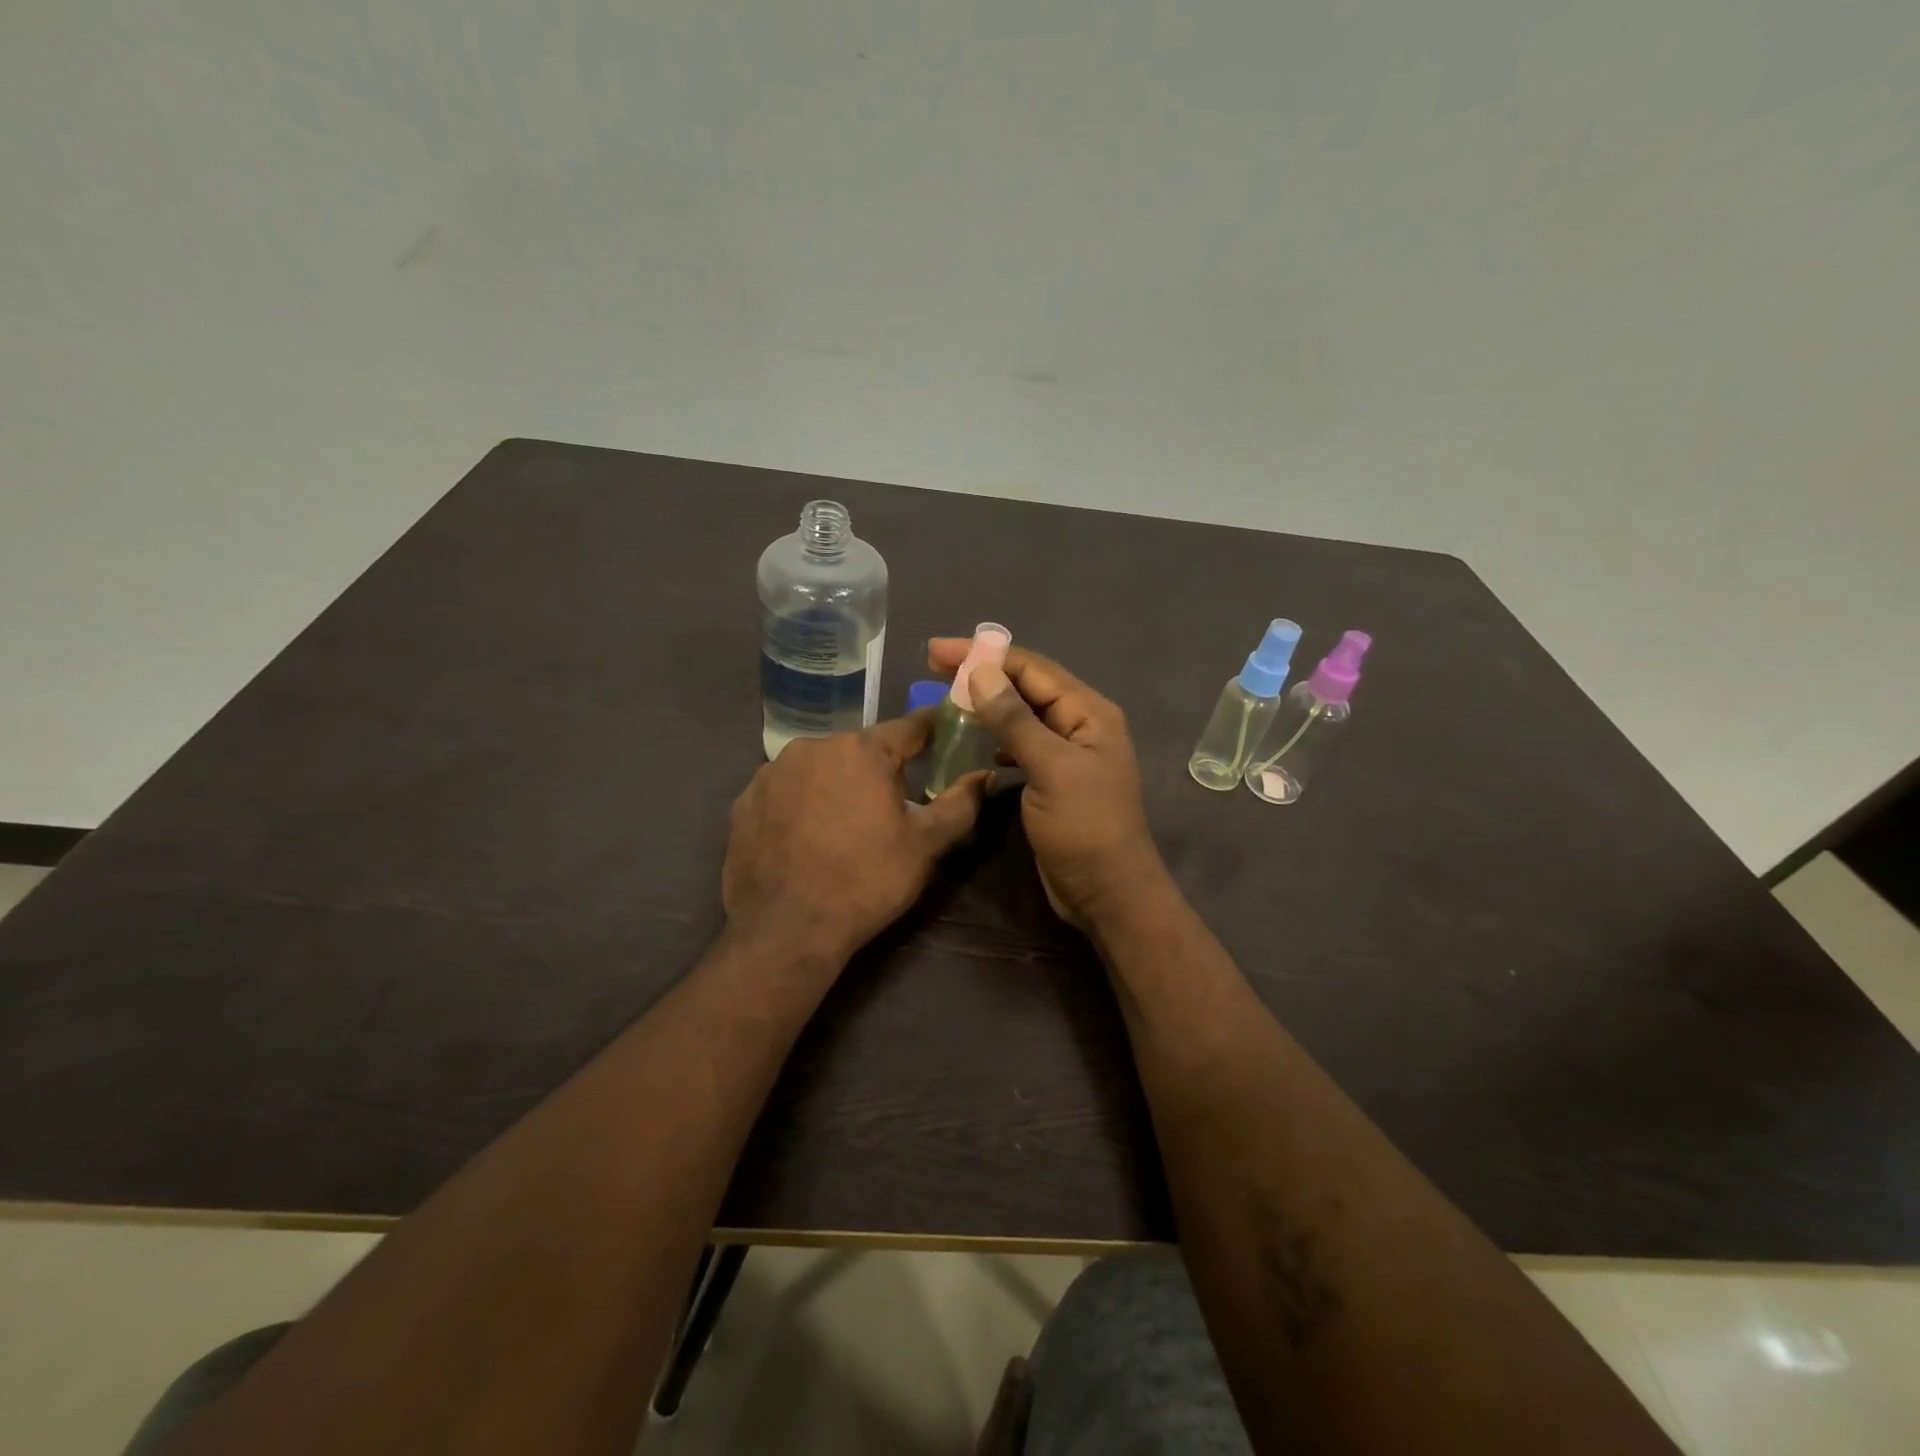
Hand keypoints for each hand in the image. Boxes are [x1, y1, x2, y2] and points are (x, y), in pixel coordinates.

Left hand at [722, 715, 986, 965]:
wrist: (785, 929)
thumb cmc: (866, 880)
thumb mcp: (926, 845)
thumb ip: (961, 803)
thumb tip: (985, 775)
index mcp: (862, 750)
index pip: (910, 726)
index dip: (933, 731)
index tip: (946, 735)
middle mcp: (814, 746)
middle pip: (861, 749)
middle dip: (879, 768)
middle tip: (892, 804)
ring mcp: (772, 772)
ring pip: (821, 767)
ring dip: (837, 784)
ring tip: (845, 825)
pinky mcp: (745, 800)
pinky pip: (787, 790)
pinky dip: (802, 803)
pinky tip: (806, 837)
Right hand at [928, 639, 1168, 929]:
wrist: (1107, 893)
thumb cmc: (1084, 827)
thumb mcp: (1050, 769)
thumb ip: (1015, 720)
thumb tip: (981, 672)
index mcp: (1088, 712)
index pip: (1032, 668)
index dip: (985, 655)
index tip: (937, 653)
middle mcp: (1080, 724)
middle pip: (1026, 686)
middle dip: (983, 674)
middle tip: (933, 667)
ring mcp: (1068, 752)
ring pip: (1022, 714)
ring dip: (988, 705)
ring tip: (948, 700)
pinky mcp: (1054, 779)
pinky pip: (1022, 744)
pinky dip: (998, 738)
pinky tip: (977, 744)